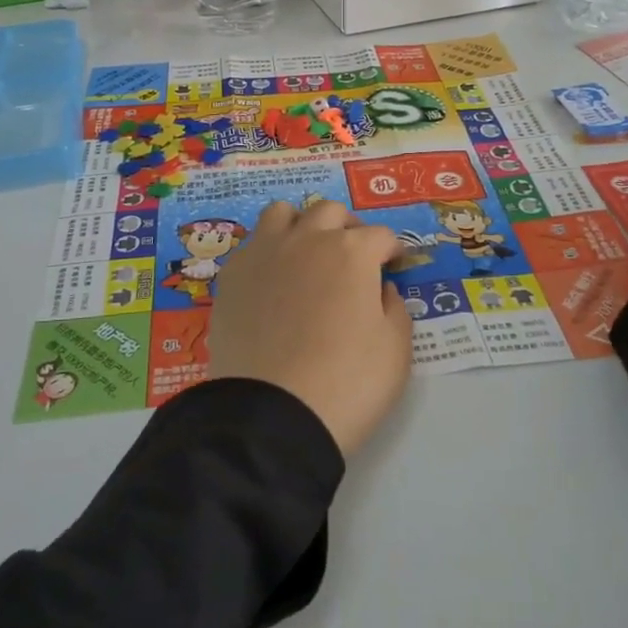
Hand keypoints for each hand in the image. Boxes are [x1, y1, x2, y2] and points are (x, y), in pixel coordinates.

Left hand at [207, 200, 414, 455]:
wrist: (273, 415)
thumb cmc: (347, 383)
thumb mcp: (396, 351)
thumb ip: (395, 309)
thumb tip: (382, 288)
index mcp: (352, 252)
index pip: (380, 236)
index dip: (391, 251)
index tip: (392, 267)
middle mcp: (307, 239)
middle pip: (331, 212)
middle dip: (347, 229)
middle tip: (352, 259)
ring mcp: (264, 253)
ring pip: (282, 213)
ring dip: (301, 225)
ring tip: (306, 254)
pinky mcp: (232, 275)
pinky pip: (252, 244)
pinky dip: (268, 250)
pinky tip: (273, 279)